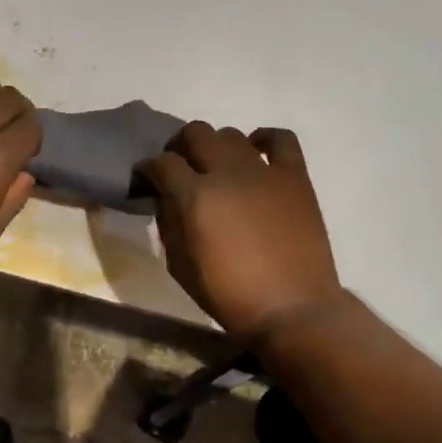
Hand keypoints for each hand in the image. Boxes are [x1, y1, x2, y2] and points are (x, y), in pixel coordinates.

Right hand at [137, 123, 347, 342]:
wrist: (292, 309)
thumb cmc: (230, 295)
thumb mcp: (180, 267)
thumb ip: (169, 226)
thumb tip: (166, 200)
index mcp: (195, 197)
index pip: (162, 163)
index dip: (148, 168)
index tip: (146, 179)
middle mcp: (227, 173)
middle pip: (195, 134)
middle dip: (179, 147)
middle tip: (179, 168)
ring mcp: (264, 171)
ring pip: (230, 134)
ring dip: (216, 146)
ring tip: (217, 167)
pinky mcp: (295, 177)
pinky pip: (281, 139)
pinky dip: (264, 139)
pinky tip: (256, 151)